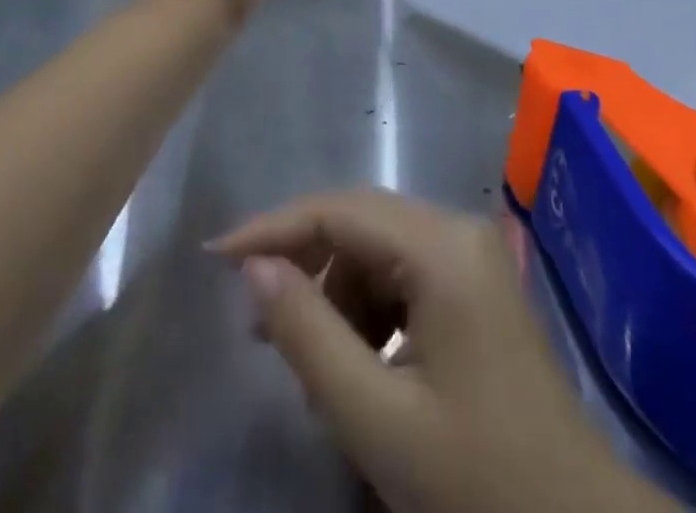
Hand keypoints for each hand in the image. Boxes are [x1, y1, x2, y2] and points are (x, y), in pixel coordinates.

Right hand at [212, 191, 672, 512]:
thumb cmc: (480, 484)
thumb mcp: (377, 419)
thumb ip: (308, 333)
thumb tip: (253, 267)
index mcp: (441, 247)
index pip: (337, 212)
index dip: (272, 229)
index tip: (216, 256)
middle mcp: (457, 230)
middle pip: (357, 223)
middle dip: (303, 265)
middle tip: (256, 324)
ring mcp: (472, 256)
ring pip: (378, 250)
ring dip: (336, 295)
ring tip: (311, 365)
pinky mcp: (476, 286)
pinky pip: (404, 275)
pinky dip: (369, 310)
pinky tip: (357, 364)